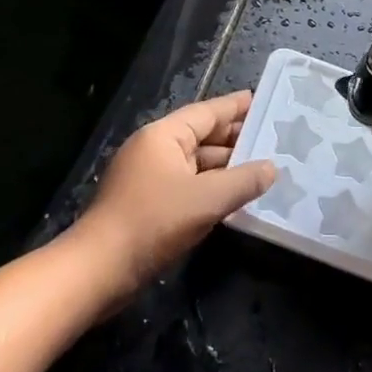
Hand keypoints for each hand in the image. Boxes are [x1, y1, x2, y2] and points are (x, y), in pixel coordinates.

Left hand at [69, 91, 274, 302]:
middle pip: (202, 137)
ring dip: (225, 167)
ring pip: (195, 164)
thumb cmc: (153, 222)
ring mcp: (148, 176)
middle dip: (235, 140)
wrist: (99, 270)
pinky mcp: (146, 203)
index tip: (263, 101)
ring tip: (261, 168)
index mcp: (164, 135)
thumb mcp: (206, 200)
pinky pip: (187, 185)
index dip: (236, 107)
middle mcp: (155, 148)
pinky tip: (233, 197)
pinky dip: (209, 187)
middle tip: (272, 139)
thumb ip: (243, 181)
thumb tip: (272, 167)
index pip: (207, 112)